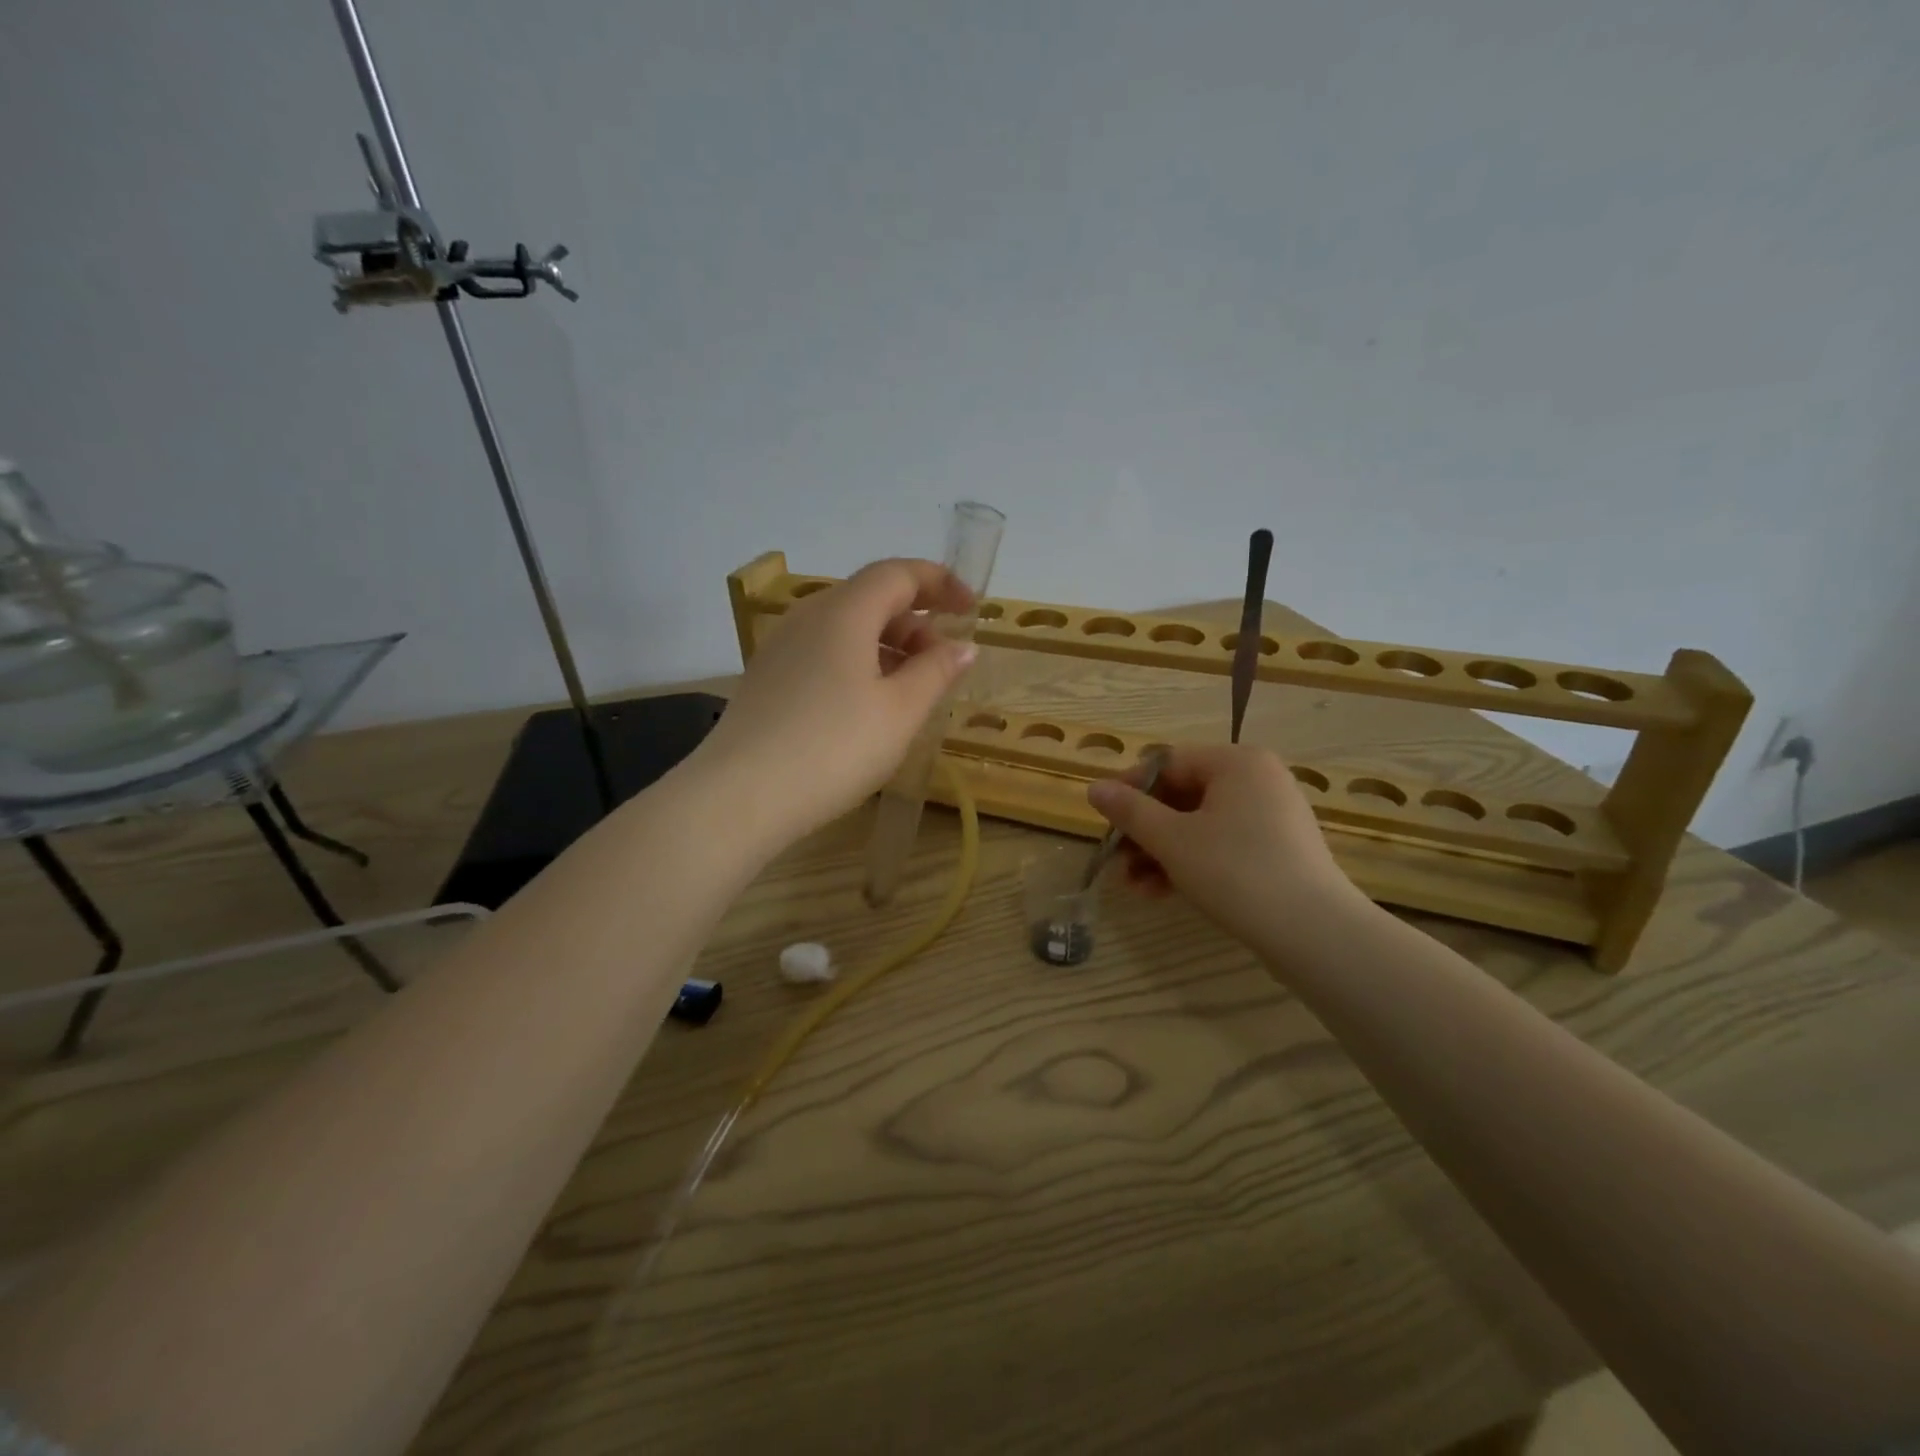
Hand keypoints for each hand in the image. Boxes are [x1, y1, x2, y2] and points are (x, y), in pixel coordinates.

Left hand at [700, 558, 978, 840]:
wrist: (741, 796)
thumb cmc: (834, 748)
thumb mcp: (900, 712)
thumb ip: (936, 672)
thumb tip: (962, 647)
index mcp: (844, 612)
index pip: (898, 573)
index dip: (939, 583)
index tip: (971, 608)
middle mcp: (808, 617)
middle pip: (870, 598)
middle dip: (915, 620)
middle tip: (944, 661)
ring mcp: (782, 647)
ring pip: (845, 627)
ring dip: (887, 645)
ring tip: (911, 688)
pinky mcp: (768, 678)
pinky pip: (823, 652)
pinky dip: (858, 663)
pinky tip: (868, 705)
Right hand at [1087, 744, 1368, 955]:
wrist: (1314, 934)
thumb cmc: (1236, 871)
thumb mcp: (1172, 840)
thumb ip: (1130, 811)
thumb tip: (1094, 787)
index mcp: (1237, 763)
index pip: (1168, 762)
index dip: (1129, 787)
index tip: (1102, 816)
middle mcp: (1258, 780)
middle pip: (1182, 796)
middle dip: (1144, 830)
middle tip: (1115, 860)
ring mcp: (1271, 817)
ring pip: (1199, 825)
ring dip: (1160, 852)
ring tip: (1133, 886)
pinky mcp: (1277, 851)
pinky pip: (1221, 845)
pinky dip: (1190, 863)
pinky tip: (1161, 893)